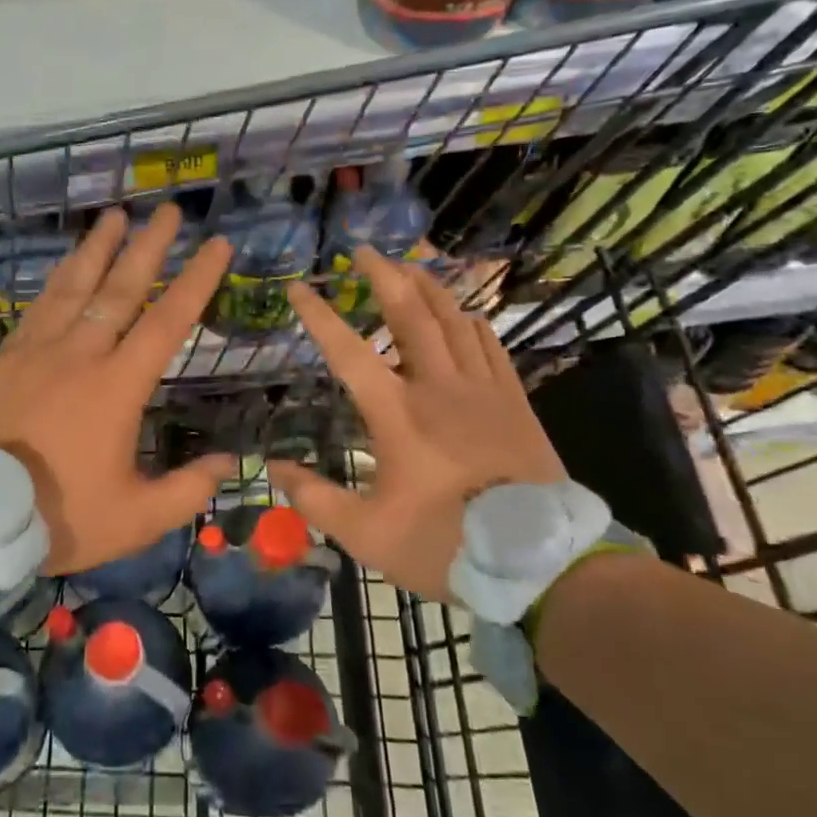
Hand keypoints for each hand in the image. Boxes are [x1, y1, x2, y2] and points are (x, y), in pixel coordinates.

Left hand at [0, 204, 235, 574]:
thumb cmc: (57, 515)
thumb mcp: (134, 519)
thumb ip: (186, 490)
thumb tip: (228, 462)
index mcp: (117, 386)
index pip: (168, 321)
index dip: (197, 280)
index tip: (217, 244)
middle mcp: (80, 354)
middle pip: (121, 288)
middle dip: (149, 246)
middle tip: (167, 210)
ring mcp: (36, 350)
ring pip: (73, 286)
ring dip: (98, 248)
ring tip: (115, 216)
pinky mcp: (3, 358)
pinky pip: (37, 307)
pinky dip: (56, 280)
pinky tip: (63, 266)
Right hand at [268, 248, 566, 601]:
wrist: (543, 565)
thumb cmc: (446, 546)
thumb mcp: (367, 534)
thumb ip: (315, 498)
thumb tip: (274, 467)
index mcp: (398, 414)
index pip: (348, 351)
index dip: (319, 316)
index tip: (297, 287)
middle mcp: (439, 388)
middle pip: (409, 315)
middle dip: (383, 277)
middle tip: (364, 251)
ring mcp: (483, 391)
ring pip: (453, 321)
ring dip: (428, 289)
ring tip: (408, 267)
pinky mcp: (515, 403)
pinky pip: (491, 346)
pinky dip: (472, 323)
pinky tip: (463, 315)